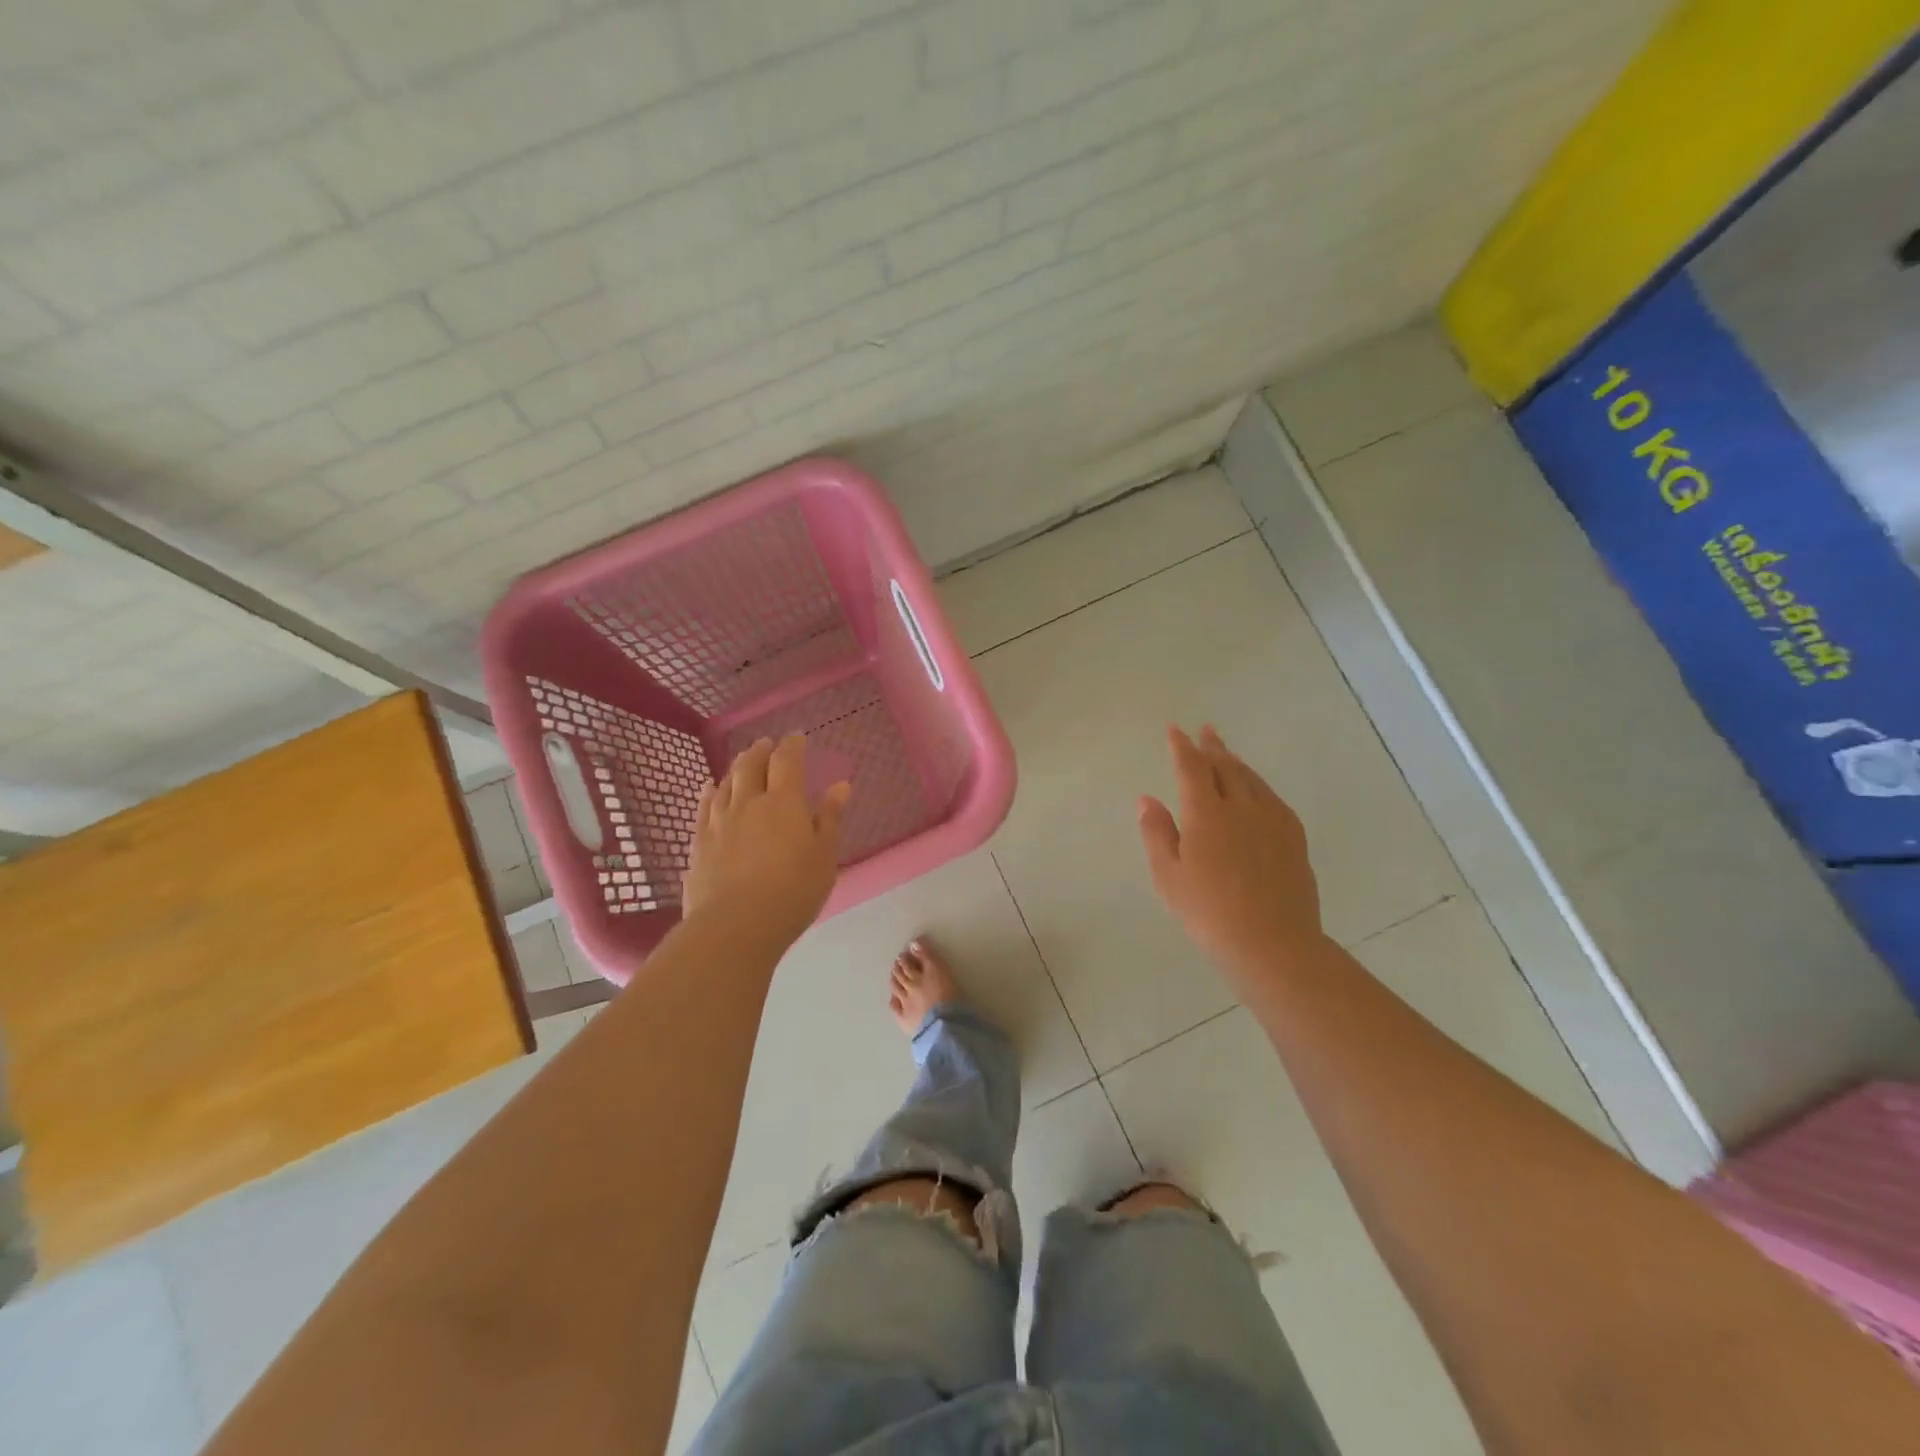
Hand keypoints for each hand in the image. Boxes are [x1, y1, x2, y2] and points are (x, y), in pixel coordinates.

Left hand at [682, 735, 850, 947]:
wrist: (736, 925)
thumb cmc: (793, 891)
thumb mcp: (824, 856)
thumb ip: (830, 818)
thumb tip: (840, 785)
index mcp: (785, 802)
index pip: (788, 762)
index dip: (793, 746)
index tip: (798, 737)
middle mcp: (749, 803)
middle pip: (752, 766)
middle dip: (761, 751)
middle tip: (767, 744)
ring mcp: (720, 821)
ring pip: (727, 783)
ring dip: (737, 767)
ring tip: (743, 761)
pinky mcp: (699, 842)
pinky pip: (704, 807)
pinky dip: (709, 791)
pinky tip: (710, 788)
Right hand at [1138, 725, 1322, 986]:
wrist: (1272, 943)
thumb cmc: (1208, 912)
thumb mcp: (1168, 876)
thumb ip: (1157, 833)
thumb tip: (1147, 799)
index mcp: (1206, 813)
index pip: (1192, 768)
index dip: (1181, 747)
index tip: (1175, 730)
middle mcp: (1241, 807)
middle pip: (1226, 767)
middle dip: (1212, 747)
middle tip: (1206, 730)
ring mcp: (1272, 821)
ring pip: (1252, 780)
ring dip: (1237, 762)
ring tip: (1228, 753)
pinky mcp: (1294, 839)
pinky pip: (1274, 799)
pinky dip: (1260, 785)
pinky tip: (1259, 791)